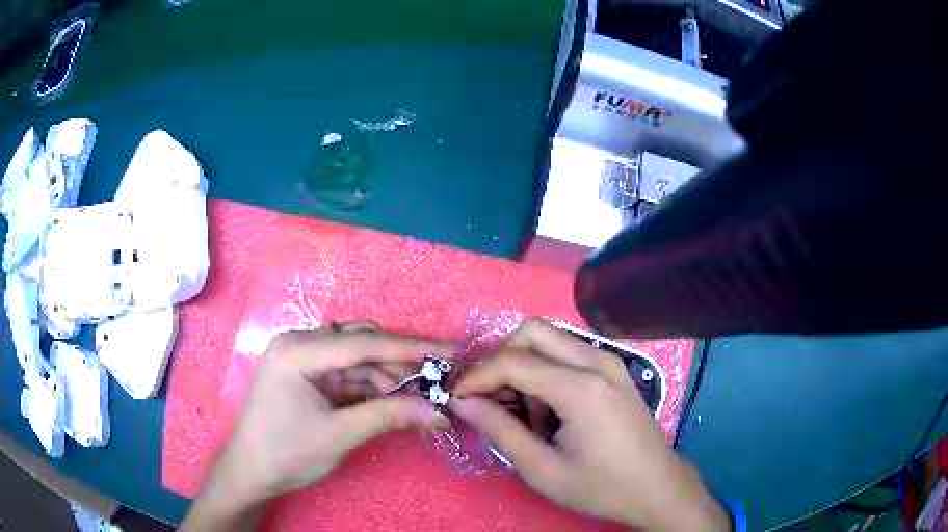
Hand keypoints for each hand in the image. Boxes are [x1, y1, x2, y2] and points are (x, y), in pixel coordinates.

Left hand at [182, 322, 450, 530]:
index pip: (364, 343)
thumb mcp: (339, 435)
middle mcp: (300, 344)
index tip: (450, 351)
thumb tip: (438, 411)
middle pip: (361, 346)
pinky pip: (347, 375)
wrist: (250, 472)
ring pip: (357, 361)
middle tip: (436, 384)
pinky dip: (370, 388)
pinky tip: (391, 401)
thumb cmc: (286, 452)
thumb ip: (388, 416)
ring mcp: (303, 359)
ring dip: (387, 379)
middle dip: (399, 365)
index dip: (411, 348)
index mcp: (299, 351)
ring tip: (416, 400)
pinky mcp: (307, 376)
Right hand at [449, 318, 728, 530]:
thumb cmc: (602, 486)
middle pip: (531, 331)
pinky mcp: (614, 369)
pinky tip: (548, 407)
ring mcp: (609, 361)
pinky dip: (546, 369)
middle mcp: (596, 361)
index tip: (457, 398)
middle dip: (500, 358)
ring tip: (522, 410)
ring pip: (550, 338)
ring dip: (524, 364)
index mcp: (580, 387)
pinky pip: (568, 352)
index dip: (476, 376)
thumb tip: (462, 403)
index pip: (512, 361)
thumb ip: (500, 431)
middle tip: (488, 397)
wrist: (657, 487)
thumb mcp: (543, 470)